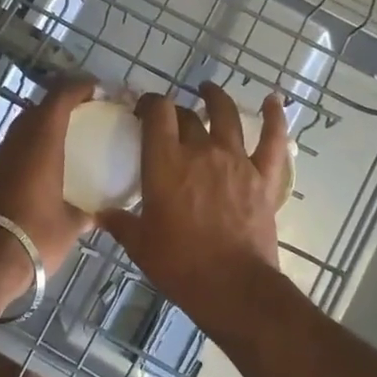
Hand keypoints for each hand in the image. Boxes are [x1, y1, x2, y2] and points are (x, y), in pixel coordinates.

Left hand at [0, 76, 95, 274]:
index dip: (77, 87)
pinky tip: (33, 175)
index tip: (94, 88)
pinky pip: (7, 156)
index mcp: (41, 144)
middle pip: (35, 111)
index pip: (59, 98)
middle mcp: (15, 144)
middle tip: (79, 115)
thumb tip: (96, 214)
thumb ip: (85, 213)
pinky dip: (23, 155)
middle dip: (57, 106)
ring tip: (58, 145)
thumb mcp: (70, 227)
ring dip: (37, 131)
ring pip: (18, 133)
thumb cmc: (36, 236)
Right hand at [100, 83, 288, 319]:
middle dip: (175, 112)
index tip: (143, 109)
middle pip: (187, 116)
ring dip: (216, 99)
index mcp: (166, 162)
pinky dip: (275, 118)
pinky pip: (272, 140)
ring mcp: (236, 161)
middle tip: (169, 119)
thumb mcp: (140, 245)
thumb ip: (120, 223)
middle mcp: (201, 151)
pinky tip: (274, 100)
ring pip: (226, 116)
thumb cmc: (180, 265)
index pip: (157, 113)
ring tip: (208, 90)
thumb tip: (101, 214)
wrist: (233, 287)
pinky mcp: (264, 177)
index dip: (150, 103)